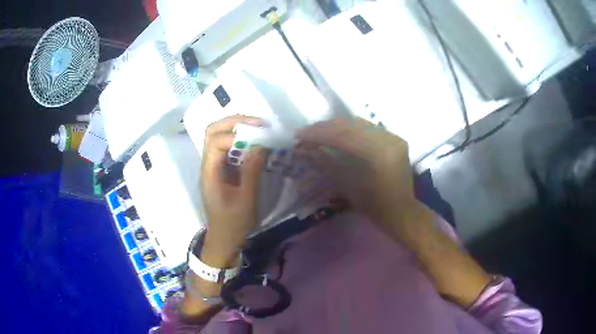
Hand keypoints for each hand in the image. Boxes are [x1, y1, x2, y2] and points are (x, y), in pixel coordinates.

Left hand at [200, 115, 267, 266]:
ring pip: (220, 137)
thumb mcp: (245, 200)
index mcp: (209, 172)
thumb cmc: (233, 223)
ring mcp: (214, 166)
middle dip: (235, 122)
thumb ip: (252, 171)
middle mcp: (208, 164)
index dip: (236, 134)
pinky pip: (229, 148)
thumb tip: (261, 145)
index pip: (216, 141)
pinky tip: (256, 144)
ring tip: (259, 129)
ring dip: (238, 129)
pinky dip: (242, 141)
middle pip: (213, 132)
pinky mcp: (223, 170)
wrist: (224, 239)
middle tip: (258, 123)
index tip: (259, 135)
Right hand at [296, 117, 418, 228]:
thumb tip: (305, 149)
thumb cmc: (374, 205)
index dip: (319, 134)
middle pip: (351, 125)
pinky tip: (338, 133)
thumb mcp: (348, 185)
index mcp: (378, 153)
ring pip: (360, 123)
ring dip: (337, 126)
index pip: (343, 136)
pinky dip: (351, 129)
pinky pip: (369, 128)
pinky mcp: (395, 139)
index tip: (299, 134)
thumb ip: (327, 163)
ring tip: (319, 131)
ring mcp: (394, 137)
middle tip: (306, 132)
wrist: (401, 211)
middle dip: (326, 127)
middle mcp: (388, 139)